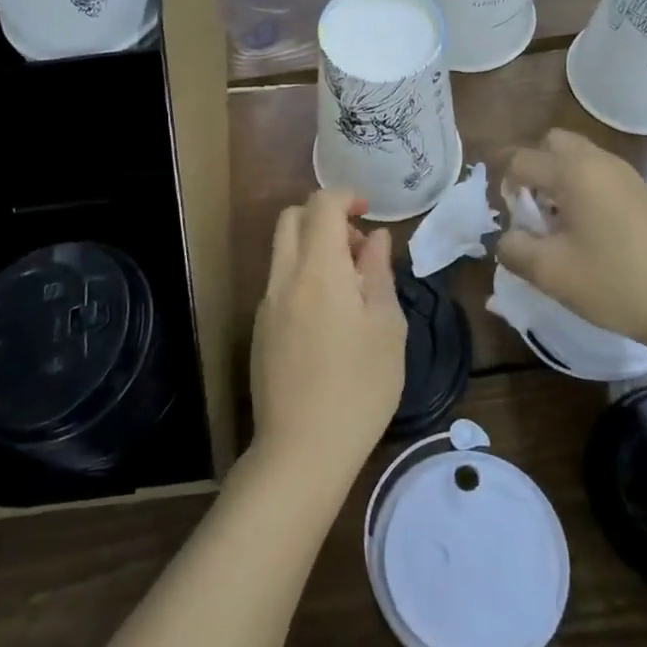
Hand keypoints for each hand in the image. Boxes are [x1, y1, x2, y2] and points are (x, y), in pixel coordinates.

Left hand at [250, 189, 407, 481]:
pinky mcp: (260, 330)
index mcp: (318, 269)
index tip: (370, 213)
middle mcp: (284, 277)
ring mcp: (266, 304)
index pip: (321, 204)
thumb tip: (375, 239)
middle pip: (292, 218)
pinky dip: (303, 276)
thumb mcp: (387, 327)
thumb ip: (379, 273)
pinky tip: (329, 320)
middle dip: (325, 217)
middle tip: (358, 250)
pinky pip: (280, 282)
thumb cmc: (360, 386)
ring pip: (283, 250)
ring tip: (351, 288)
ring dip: (314, 248)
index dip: (346, 197)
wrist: (301, 450)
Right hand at [497, 129, 646, 351]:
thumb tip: (506, 238)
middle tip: (532, 209)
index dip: (503, 185)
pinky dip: (583, 190)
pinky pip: (600, 175)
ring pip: (578, 158)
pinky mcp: (643, 193)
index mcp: (573, 171)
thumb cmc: (615, 283)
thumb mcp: (550, 272)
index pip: (520, 159)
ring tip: (558, 224)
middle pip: (552, 143)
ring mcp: (626, 175)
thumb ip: (513, 248)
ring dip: (558, 180)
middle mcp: (599, 161)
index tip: (509, 219)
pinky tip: (588, 232)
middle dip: (533, 169)